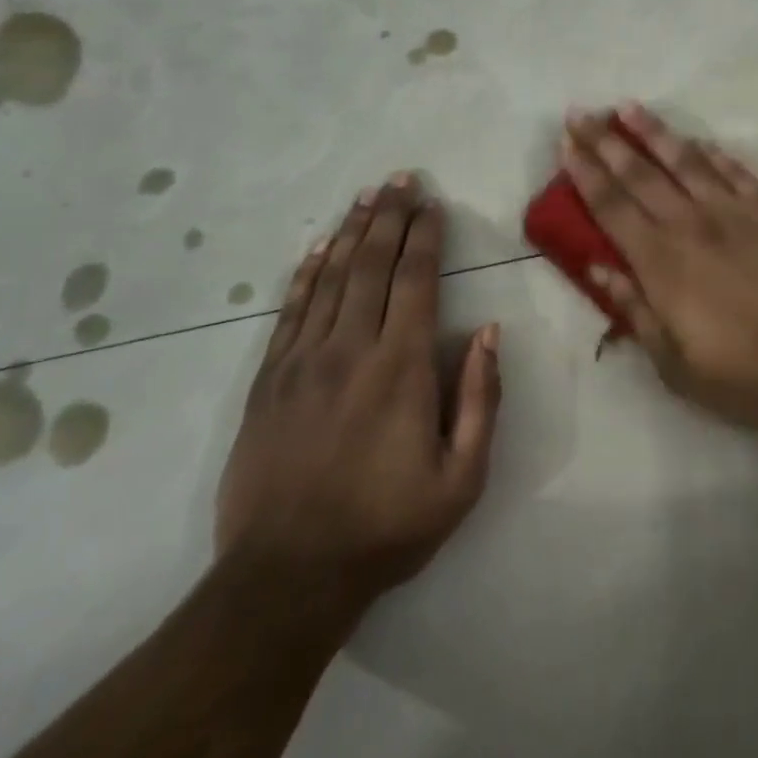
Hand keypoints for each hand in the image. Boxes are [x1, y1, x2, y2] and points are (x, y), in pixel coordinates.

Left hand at [215, 176, 500, 602]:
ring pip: (329, 277)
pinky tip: (316, 249)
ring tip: (365, 196)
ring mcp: (303, 360)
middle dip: (388, 216)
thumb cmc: (386, 527)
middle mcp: (350, 348)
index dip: (425, 236)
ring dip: (350, 232)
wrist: (286, 578)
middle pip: (370, 264)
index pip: (414, 280)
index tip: (432, 204)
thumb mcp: (462, 478)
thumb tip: (488, 331)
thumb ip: (480, 399)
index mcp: (400, 366)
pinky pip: (289, 311)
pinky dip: (305, 273)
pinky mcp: (269, 380)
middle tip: (400, 179)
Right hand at [559, 105, 757, 434]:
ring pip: (685, 160)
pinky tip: (700, 142)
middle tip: (580, 113)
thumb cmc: (746, 376)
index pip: (612, 207)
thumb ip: (635, 310)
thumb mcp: (675, 365)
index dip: (585, 173)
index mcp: (662, 263)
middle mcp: (692, 225)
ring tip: (628, 107)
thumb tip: (597, 268)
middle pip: (639, 174)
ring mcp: (735, 212)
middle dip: (605, 141)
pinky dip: (714, 154)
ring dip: (653, 132)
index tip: (566, 144)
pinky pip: (736, 172)